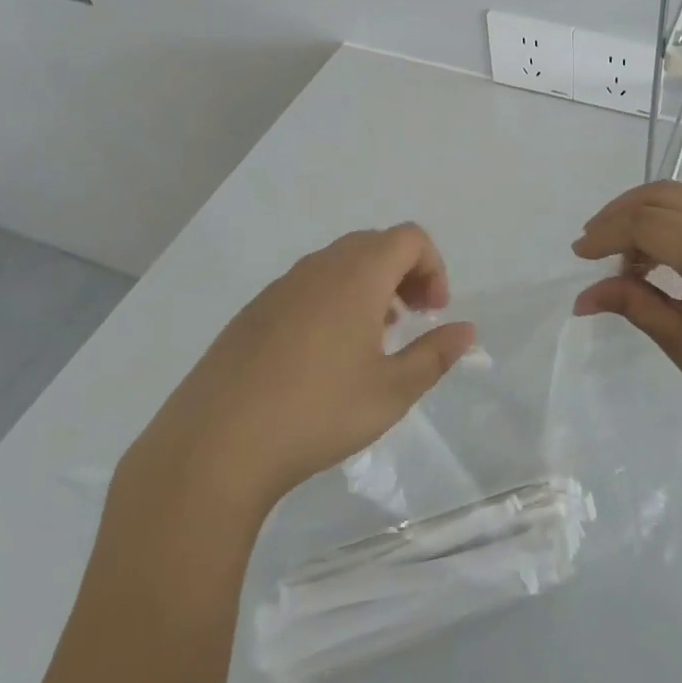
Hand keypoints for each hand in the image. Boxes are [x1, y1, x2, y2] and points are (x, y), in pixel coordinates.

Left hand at [112, 224, 476, 530]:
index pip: (409, 238)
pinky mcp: (254, 311)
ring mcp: (281, 286)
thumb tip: (466, 331)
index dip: (433, 267)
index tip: (435, 313)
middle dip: (405, 274)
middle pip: (375, 244)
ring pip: (339, 264)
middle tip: (412, 321)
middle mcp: (319, 267)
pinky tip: (324, 356)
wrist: (215, 444)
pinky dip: (333, 300)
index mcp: (358, 275)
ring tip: (373, 339)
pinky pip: (308, 285)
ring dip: (369, 287)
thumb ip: (435, 355)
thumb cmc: (317, 413)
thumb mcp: (392, 391)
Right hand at [572, 181, 681, 464]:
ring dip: (646, 215)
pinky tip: (655, 255)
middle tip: (592, 243)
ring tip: (620, 255)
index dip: (607, 234)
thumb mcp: (681, 341)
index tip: (578, 255)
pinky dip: (673, 223)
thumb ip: (631, 303)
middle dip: (621, 213)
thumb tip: (582, 298)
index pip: (648, 224)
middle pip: (665, 195)